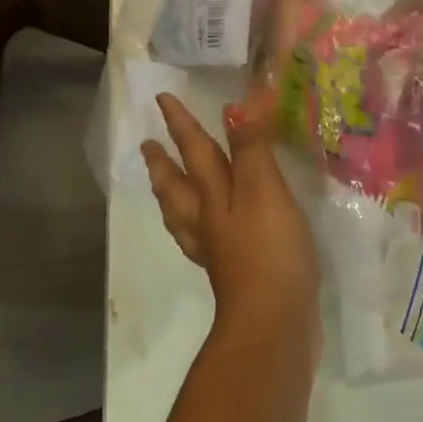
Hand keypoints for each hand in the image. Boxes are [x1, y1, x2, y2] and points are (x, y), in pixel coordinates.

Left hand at [143, 94, 320, 344]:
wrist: (275, 321)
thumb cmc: (269, 250)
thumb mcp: (263, 190)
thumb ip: (251, 148)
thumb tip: (235, 105)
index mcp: (213, 198)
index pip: (194, 152)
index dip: (181, 125)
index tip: (162, 100)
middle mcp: (208, 222)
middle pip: (178, 188)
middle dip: (164, 163)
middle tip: (148, 146)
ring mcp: (218, 251)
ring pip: (186, 217)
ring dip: (173, 197)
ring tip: (166, 186)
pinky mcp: (235, 274)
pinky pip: (206, 242)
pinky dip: (199, 230)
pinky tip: (211, 235)